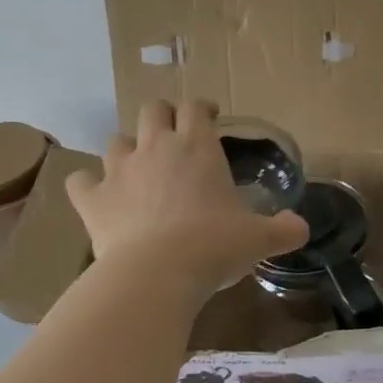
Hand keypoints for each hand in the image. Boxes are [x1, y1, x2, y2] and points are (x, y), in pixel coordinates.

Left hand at [66, 99, 309, 300]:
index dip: (203, 108)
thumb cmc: (215, 246)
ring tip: (137, 168)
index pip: (197, 108)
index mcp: (198, 147)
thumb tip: (301, 227)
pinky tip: (97, 196)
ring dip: (126, 149)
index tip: (210, 116)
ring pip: (115, 141)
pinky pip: (80, 180)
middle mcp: (156, 147)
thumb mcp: (259, 239)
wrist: (158, 273)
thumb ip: (284, 229)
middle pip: (152, 110)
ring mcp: (118, 170)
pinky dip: (87, 184)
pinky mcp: (92, 199)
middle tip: (173, 136)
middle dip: (162, 116)